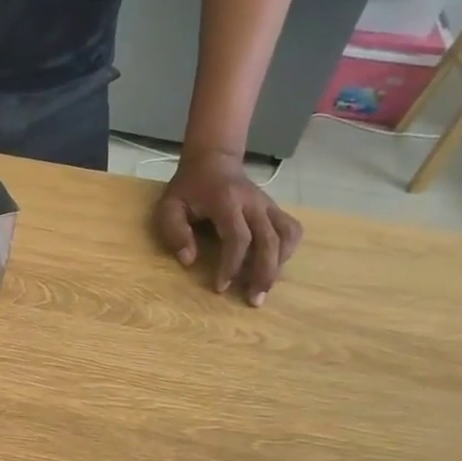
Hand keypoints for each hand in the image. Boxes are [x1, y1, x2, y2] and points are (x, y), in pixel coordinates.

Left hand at [155, 150, 302, 305]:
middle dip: (263, 273)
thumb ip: (175, 231)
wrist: (213, 160)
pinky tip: (275, 266)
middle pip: (269, 240)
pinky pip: (291, 230)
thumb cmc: (188, 188)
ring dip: (279, 265)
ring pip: (286, 235)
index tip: (221, 287)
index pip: (238, 237)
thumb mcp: (170, 206)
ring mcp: (268, 205)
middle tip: (254, 300)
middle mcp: (254, 203)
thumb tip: (188, 260)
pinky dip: (288, 250)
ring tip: (264, 289)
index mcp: (227, 202)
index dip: (232, 264)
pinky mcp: (275, 209)